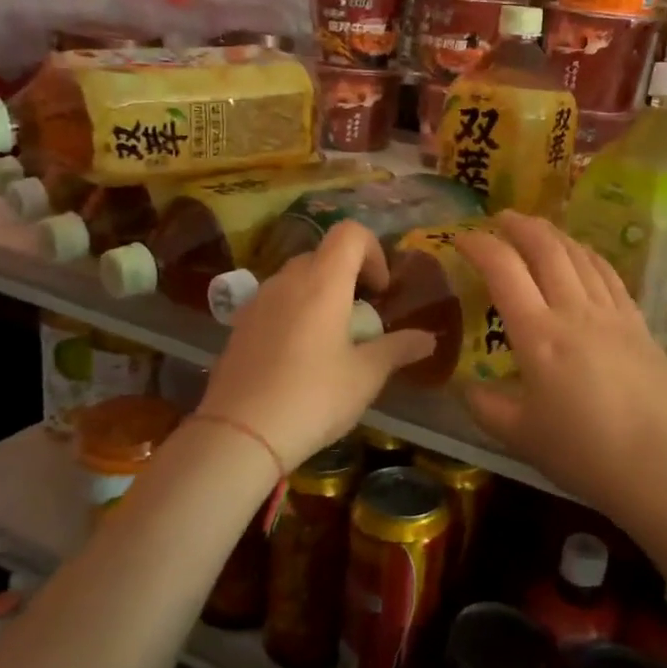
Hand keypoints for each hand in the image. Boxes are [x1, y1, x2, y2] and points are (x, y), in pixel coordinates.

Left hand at [199, 221, 432, 470]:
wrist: (239, 434)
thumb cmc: (313, 397)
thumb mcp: (366, 376)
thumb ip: (398, 349)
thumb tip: (428, 339)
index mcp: (322, 282)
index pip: (350, 233)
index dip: (373, 252)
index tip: (380, 291)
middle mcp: (287, 281)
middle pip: (323, 255)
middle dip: (348, 277)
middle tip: (361, 318)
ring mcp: (257, 302)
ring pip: (296, 279)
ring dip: (320, 295)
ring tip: (331, 340)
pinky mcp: (239, 326)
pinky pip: (275, 303)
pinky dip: (295, 313)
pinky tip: (299, 358)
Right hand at [455, 212, 666, 511]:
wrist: (657, 465)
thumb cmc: (582, 451)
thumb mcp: (519, 435)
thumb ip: (485, 406)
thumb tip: (466, 388)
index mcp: (538, 335)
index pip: (503, 270)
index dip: (479, 246)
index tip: (462, 238)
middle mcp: (574, 311)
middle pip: (546, 249)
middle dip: (519, 226)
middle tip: (501, 218)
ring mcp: (612, 313)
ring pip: (580, 255)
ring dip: (554, 235)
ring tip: (538, 229)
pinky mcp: (638, 323)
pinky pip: (610, 275)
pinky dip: (589, 255)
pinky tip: (583, 255)